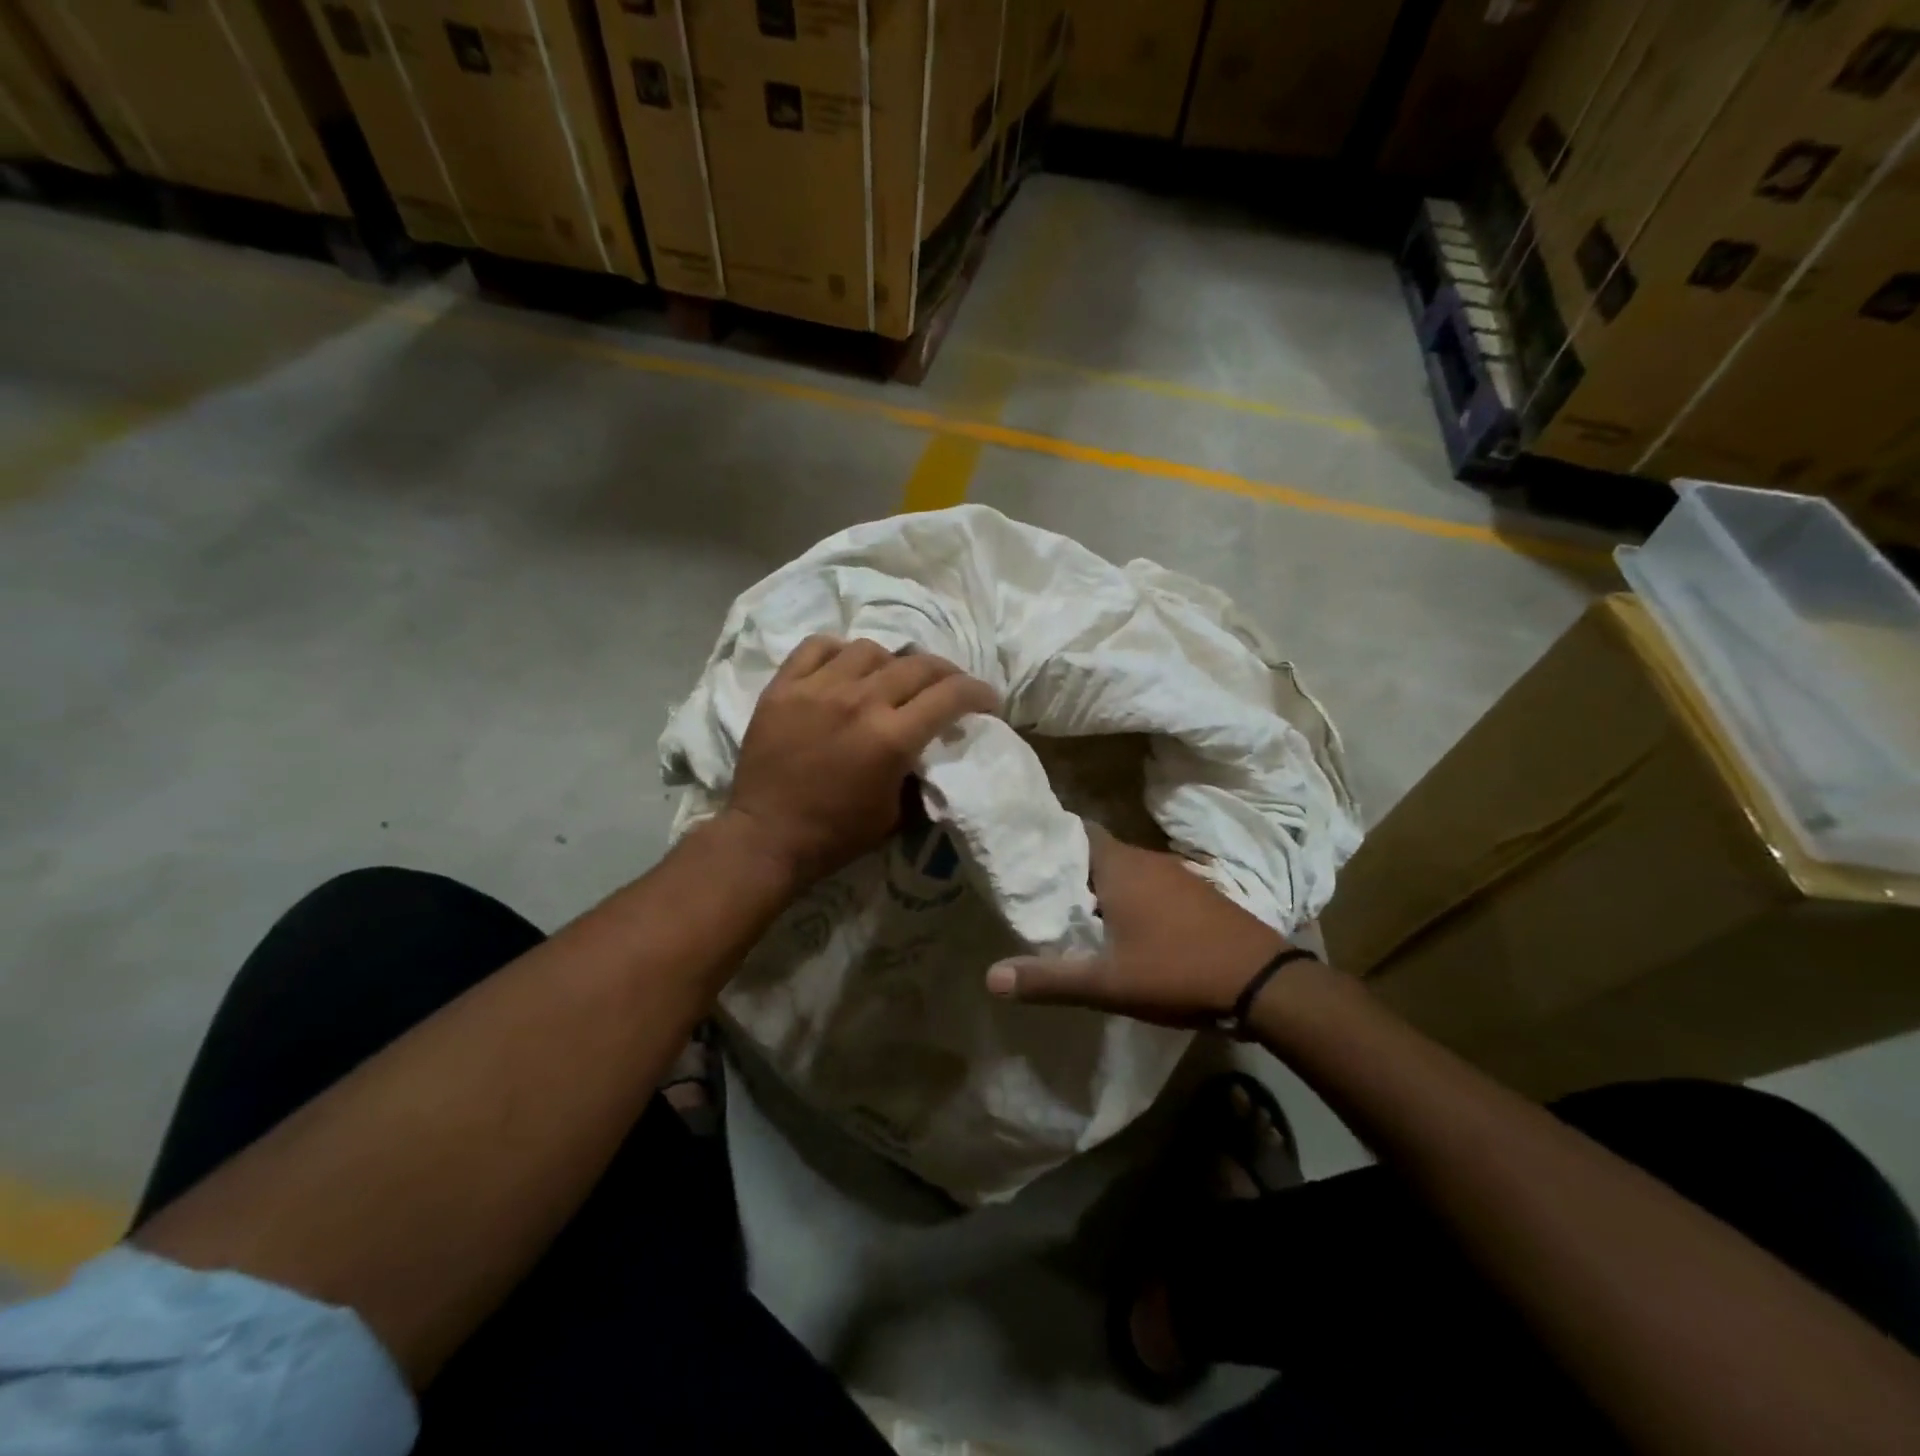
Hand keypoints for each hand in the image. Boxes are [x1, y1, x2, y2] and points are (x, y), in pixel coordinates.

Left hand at [721, 635, 997, 887]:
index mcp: (891, 737)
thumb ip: (919, 772)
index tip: (987, 701)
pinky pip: (817, 646)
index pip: (951, 694)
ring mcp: (818, 689)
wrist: (767, 837)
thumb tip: (932, 746)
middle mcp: (859, 701)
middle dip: (946, 673)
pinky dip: (839, 652)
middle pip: (918, 664)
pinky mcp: (783, 687)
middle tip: (948, 687)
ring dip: (891, 663)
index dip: (979, 692)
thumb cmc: (836, 835)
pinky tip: (844, 667)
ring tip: (890, 679)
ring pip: (870, 650)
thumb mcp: (896, 813)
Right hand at [985, 824, 1298, 1027]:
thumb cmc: (1177, 971)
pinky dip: (1132, 898)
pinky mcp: (1198, 894)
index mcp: (1119, 866)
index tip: (1026, 857)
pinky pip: (1152, 885)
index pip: (1076, 832)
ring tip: (1077, 914)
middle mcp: (1146, 860)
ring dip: (1103, 887)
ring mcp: (1177, 875)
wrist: (1264, 983)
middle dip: (1071, 871)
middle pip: (1097, 853)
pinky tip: (1127, 928)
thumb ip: (1049, 979)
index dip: (1050, 842)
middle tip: (1043, 894)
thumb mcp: (1107, 983)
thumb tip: (990, 977)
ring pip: (1126, 870)